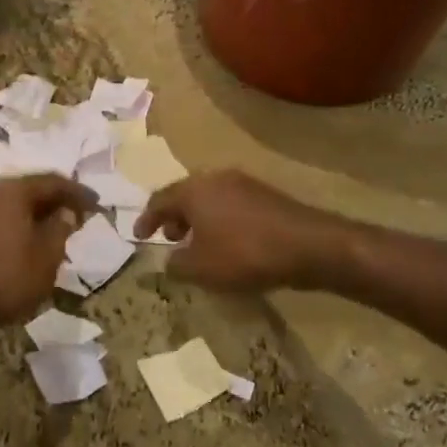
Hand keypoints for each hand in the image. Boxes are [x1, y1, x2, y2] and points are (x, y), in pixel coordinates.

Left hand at [0, 174, 98, 334]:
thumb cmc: (3, 277)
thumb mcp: (46, 258)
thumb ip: (60, 230)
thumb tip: (65, 213)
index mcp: (14, 191)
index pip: (54, 182)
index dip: (78, 192)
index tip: (97, 204)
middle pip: (30, 189)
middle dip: (55, 202)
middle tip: (77, 217)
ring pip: (12, 205)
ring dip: (35, 216)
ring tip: (54, 233)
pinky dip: (17, 227)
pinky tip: (25, 246)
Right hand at [133, 170, 343, 293]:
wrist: (309, 245)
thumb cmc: (244, 254)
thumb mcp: (201, 268)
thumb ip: (176, 265)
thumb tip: (168, 260)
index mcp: (193, 190)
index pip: (159, 200)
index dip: (146, 220)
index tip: (138, 237)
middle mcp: (215, 178)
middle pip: (185, 194)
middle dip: (173, 217)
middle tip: (169, 239)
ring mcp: (243, 183)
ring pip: (209, 198)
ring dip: (198, 219)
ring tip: (198, 244)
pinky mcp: (265, 194)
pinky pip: (230, 204)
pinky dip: (219, 220)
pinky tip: (227, 242)